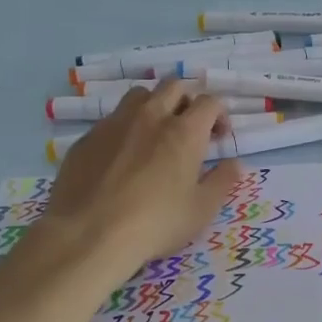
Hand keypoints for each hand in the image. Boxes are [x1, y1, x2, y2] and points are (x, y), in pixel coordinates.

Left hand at [26, 80, 240, 280]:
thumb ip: (222, 181)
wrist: (89, 234)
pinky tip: (122, 158)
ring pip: (140, 95)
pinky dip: (125, 129)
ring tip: (155, 134)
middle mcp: (150, 117)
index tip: (219, 137)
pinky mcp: (87, 138)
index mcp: (184, 132)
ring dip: (155, 106)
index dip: (220, 114)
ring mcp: (114, 124)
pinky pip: (112, 120)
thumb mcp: (202, 209)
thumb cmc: (156, 223)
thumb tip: (233, 163)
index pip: (209, 102)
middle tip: (190, 128)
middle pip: (173, 86)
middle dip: (188, 100)